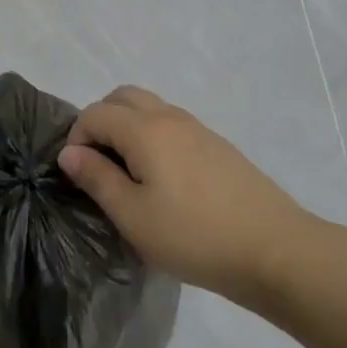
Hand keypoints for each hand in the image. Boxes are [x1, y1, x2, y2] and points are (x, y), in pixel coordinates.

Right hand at [59, 86, 315, 310]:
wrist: (277, 251)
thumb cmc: (194, 237)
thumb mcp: (133, 216)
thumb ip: (97, 179)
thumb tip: (70, 153)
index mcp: (145, 129)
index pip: (95, 113)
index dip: (76, 138)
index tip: (79, 176)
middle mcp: (170, 117)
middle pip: (122, 96)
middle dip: (100, 121)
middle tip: (99, 164)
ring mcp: (199, 129)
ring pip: (150, 107)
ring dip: (128, 127)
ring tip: (129, 173)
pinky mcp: (219, 146)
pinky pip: (172, 124)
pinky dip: (153, 136)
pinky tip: (164, 179)